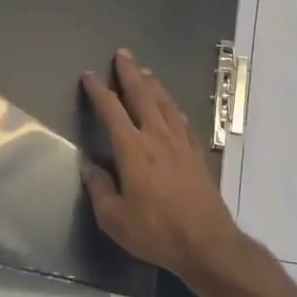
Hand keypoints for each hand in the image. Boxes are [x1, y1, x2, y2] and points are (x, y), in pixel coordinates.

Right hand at [80, 49, 256, 285]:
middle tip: (123, 54)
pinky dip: (173, 107)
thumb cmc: (156, 232)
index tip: (89, 76)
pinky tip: (172, 106)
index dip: (98, 91)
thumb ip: (100, 189)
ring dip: (153, 84)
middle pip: (142, 95)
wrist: (207, 243)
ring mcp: (181, 143)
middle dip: (130, 73)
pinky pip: (183, 120)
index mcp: (133, 150)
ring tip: (145, 71)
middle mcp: (158, 137)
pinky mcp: (198, 153)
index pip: (111, 110)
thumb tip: (90, 166)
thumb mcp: (115, 218)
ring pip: (165, 103)